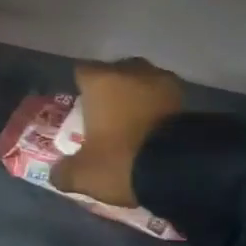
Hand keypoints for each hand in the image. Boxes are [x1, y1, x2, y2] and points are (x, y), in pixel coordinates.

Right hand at [49, 58, 185, 208]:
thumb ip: (64, 171)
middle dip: (111, 88)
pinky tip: (151, 132)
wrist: (182, 171)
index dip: (80, 88)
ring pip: (144, 83)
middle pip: (116, 72)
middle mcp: (133, 73)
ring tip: (131, 122)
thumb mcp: (82, 174)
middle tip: (104, 113)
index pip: (82, 72)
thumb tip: (57, 174)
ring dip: (137, 98)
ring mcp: (166, 84)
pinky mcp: (189, 102)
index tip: (79, 107)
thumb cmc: (120, 160)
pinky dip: (157, 111)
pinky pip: (164, 100)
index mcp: (101, 82)